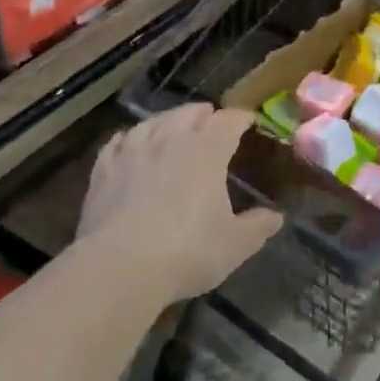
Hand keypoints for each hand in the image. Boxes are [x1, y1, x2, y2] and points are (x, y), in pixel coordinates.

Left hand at [80, 105, 283, 301]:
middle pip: (189, 113)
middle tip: (212, 120)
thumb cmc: (187, 252)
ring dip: (168, 120)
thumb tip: (275, 216)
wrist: (119, 267)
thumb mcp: (235, 245)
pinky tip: (130, 142)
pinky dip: (131, 137)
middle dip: (204, 114)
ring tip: (173, 126)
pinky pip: (119, 141)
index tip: (249, 120)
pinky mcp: (104, 169)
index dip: (241, 118)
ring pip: (153, 121)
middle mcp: (170, 139)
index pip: (228, 121)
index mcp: (207, 151)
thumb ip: (258, 226)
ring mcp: (133, 151)